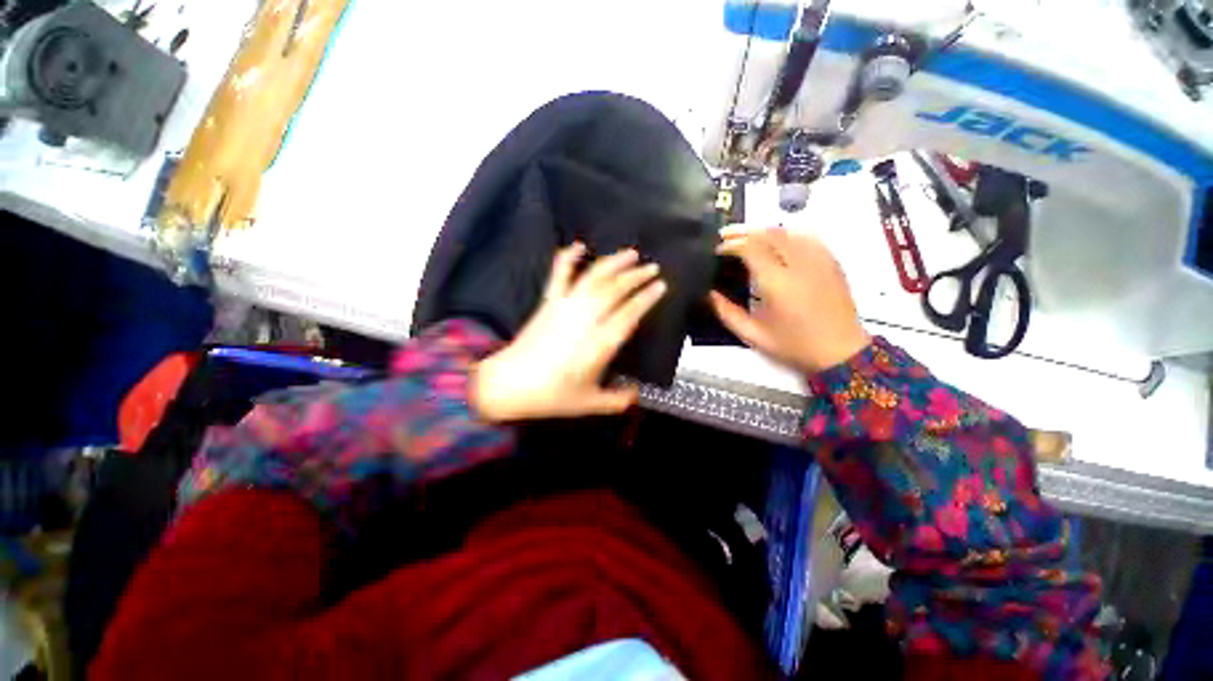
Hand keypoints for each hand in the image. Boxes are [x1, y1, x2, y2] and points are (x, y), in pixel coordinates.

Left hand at [471, 244, 666, 421]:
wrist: (509, 384)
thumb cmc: (551, 395)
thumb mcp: (589, 403)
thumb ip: (617, 400)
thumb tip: (636, 394)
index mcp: (599, 344)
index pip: (629, 313)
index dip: (646, 298)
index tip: (661, 286)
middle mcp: (585, 319)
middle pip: (615, 290)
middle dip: (636, 276)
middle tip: (653, 268)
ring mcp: (565, 307)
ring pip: (593, 277)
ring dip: (614, 263)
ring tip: (631, 253)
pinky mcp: (548, 302)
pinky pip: (559, 275)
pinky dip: (568, 258)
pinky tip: (578, 245)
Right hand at [710, 225, 869, 372]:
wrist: (841, 352)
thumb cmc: (794, 346)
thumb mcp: (753, 335)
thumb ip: (727, 313)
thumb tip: (709, 294)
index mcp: (777, 283)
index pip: (751, 248)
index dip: (731, 244)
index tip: (717, 249)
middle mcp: (798, 265)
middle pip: (769, 234)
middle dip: (744, 232)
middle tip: (725, 236)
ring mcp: (819, 261)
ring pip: (789, 232)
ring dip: (764, 231)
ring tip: (748, 237)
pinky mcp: (831, 262)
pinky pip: (807, 237)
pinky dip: (787, 234)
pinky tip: (778, 241)